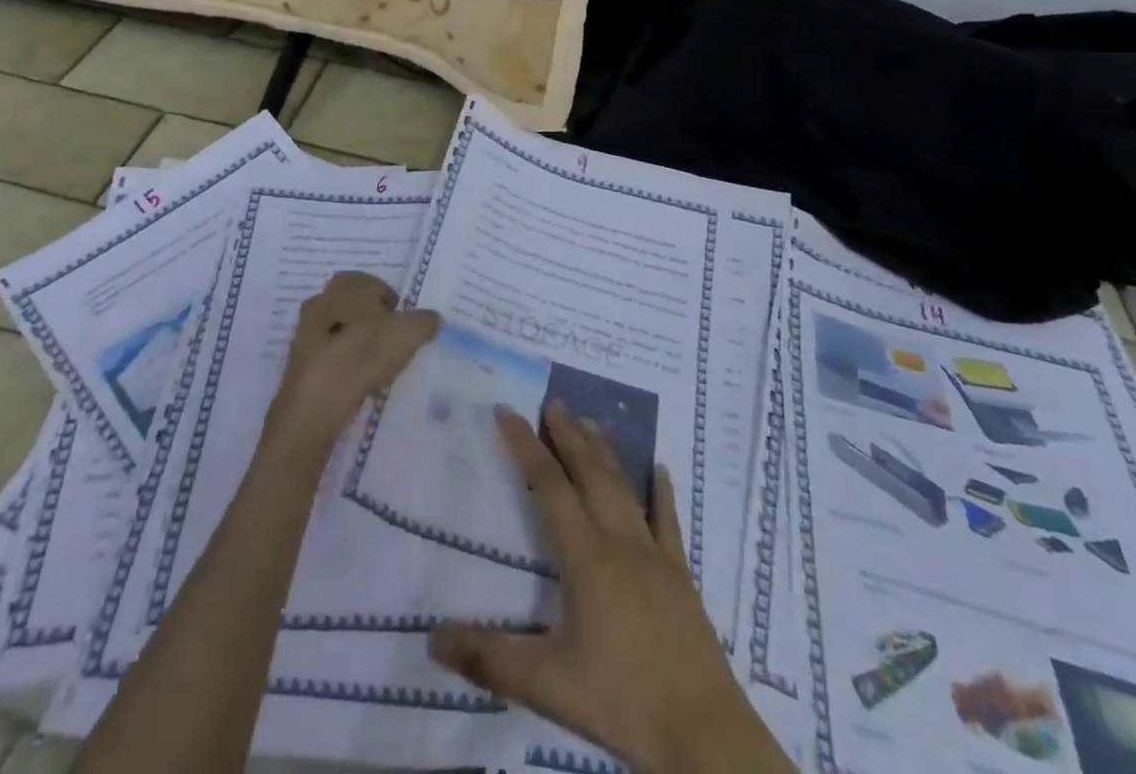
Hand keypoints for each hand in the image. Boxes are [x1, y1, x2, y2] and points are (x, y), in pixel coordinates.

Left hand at [263, 273, 439, 456]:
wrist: (314, 408)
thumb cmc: (359, 358)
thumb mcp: (404, 334)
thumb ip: (422, 322)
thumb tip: (432, 319)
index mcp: (341, 290)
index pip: (369, 282)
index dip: (390, 299)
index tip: (404, 321)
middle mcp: (319, 306)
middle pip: (353, 307)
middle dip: (375, 320)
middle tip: (395, 340)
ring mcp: (306, 338)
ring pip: (342, 332)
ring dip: (362, 344)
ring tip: (382, 365)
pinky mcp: (303, 368)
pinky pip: (333, 358)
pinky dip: (350, 366)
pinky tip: (363, 384)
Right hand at [429, 403, 790, 773]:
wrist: (704, 735)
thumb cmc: (622, 701)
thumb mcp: (546, 685)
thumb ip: (488, 659)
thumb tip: (431, 638)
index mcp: (585, 556)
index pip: (548, 485)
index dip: (525, 445)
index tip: (507, 411)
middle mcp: (618, 541)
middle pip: (589, 473)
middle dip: (567, 434)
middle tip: (553, 401)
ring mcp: (654, 554)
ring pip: (624, 487)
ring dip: (605, 452)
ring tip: (590, 421)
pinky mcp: (680, 575)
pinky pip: (668, 521)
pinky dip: (662, 491)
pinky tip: (661, 469)